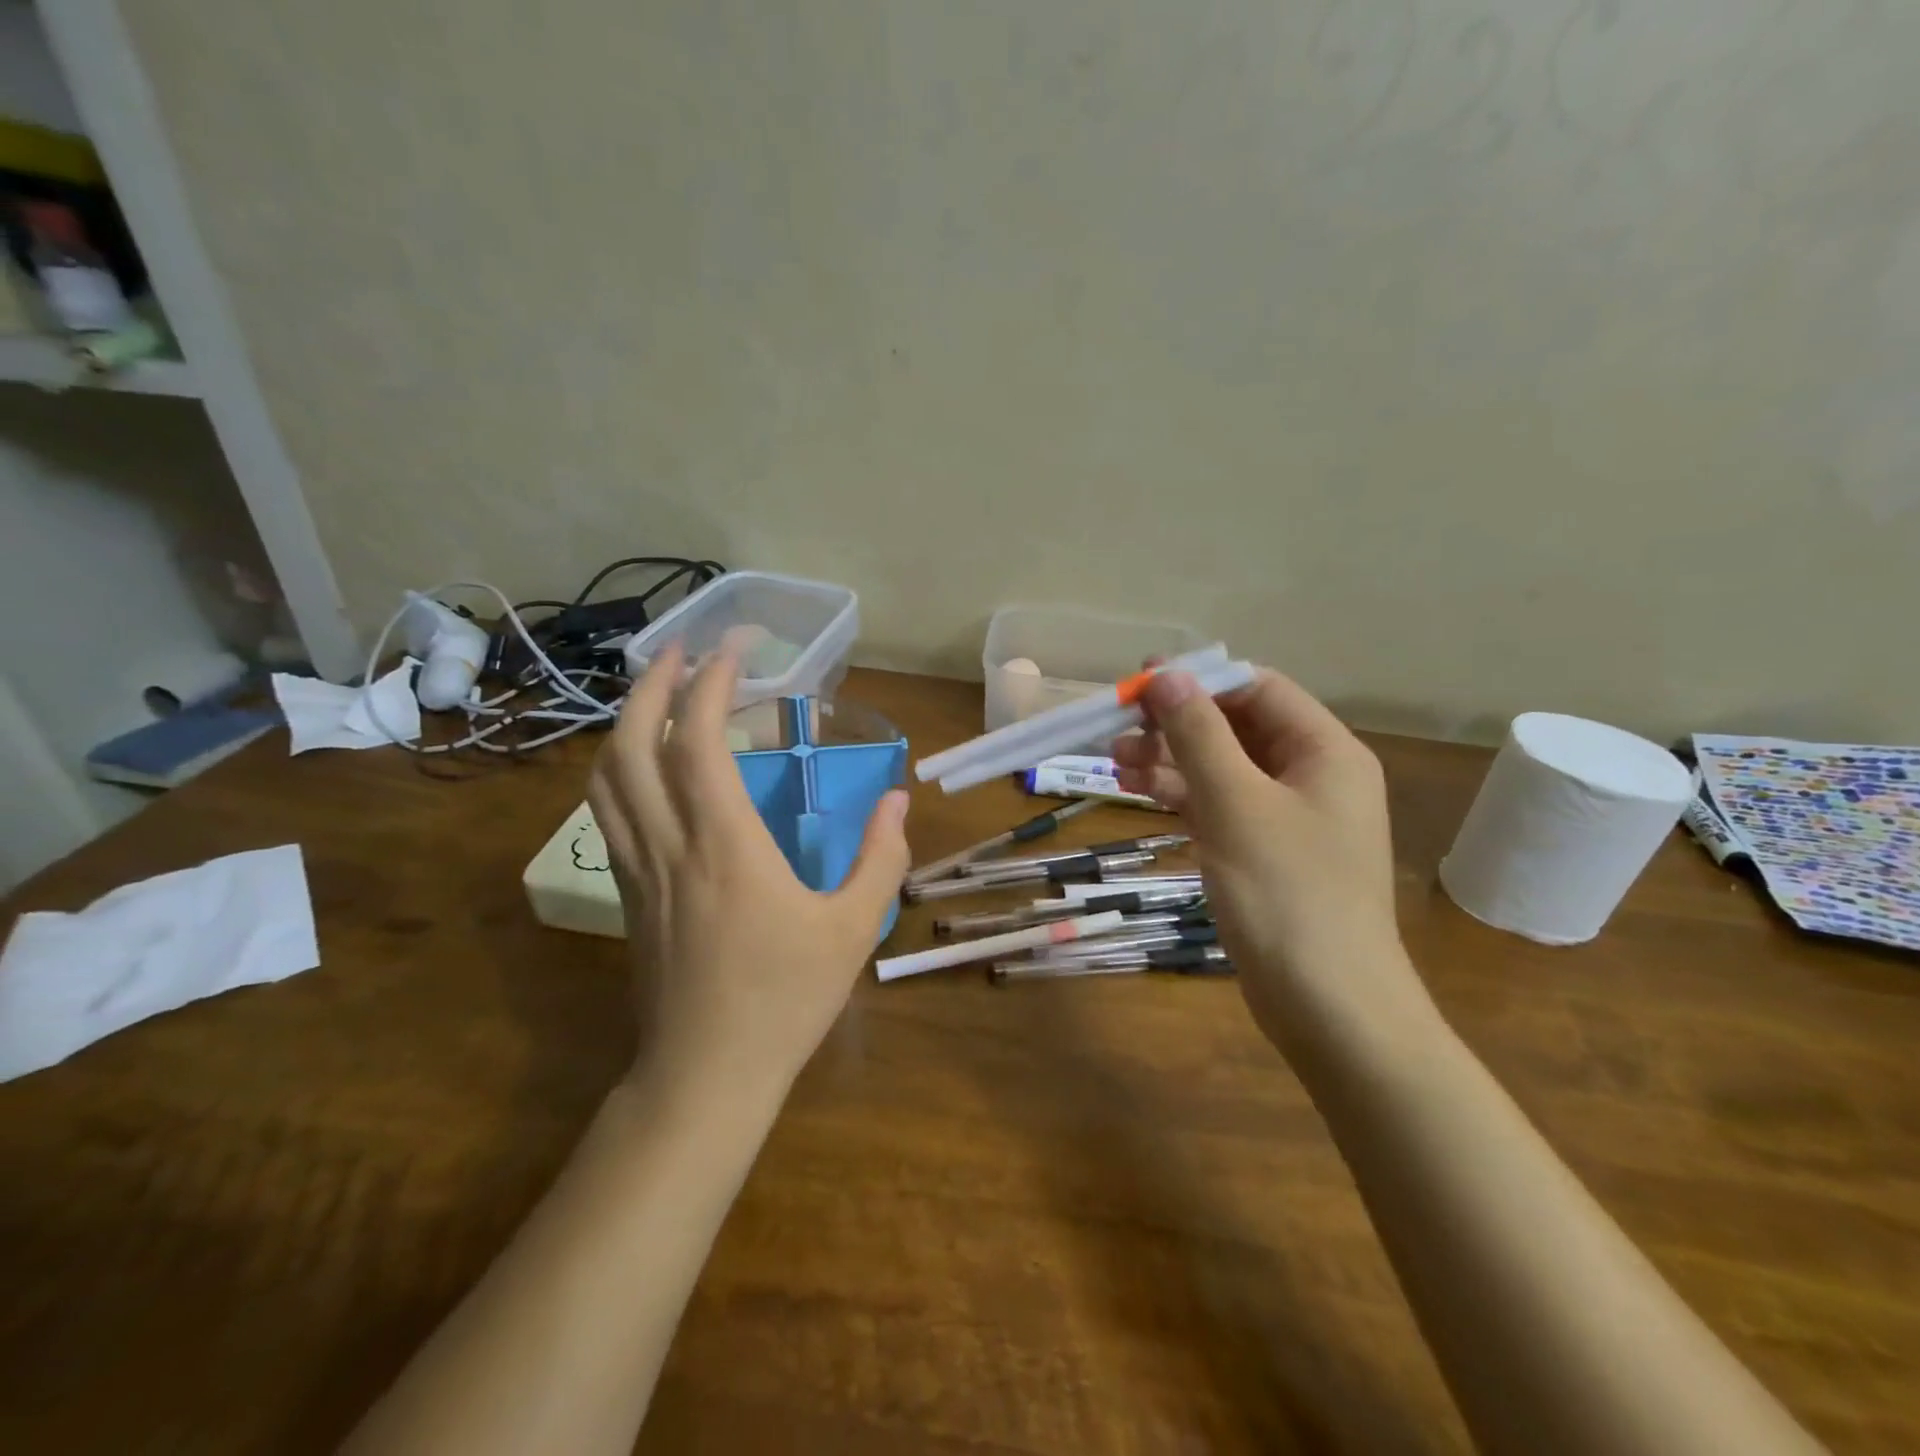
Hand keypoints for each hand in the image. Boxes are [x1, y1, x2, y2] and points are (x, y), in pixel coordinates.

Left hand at [588, 642, 910, 1100]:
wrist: (704, 1076)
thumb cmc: (784, 1000)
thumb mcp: (854, 930)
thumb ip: (882, 859)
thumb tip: (898, 801)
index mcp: (725, 845)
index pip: (696, 741)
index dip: (710, 683)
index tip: (734, 648)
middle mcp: (669, 844)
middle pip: (631, 745)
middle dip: (652, 685)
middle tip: (681, 650)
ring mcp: (637, 869)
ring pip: (605, 778)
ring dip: (625, 723)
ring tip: (656, 693)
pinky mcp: (625, 893)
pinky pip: (607, 814)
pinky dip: (618, 770)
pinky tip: (645, 766)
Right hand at [1111, 668, 1426, 1055]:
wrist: (1329, 1007)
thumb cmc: (1287, 894)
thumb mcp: (1235, 804)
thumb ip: (1198, 735)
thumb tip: (1166, 675)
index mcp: (1325, 752)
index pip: (1257, 690)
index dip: (1198, 681)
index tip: (1140, 683)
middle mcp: (1312, 776)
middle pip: (1236, 728)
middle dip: (1176, 725)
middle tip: (1118, 728)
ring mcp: (1288, 818)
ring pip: (1222, 769)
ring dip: (1170, 761)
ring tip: (1114, 763)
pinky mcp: (1264, 854)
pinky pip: (1219, 807)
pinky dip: (1181, 797)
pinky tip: (1139, 793)